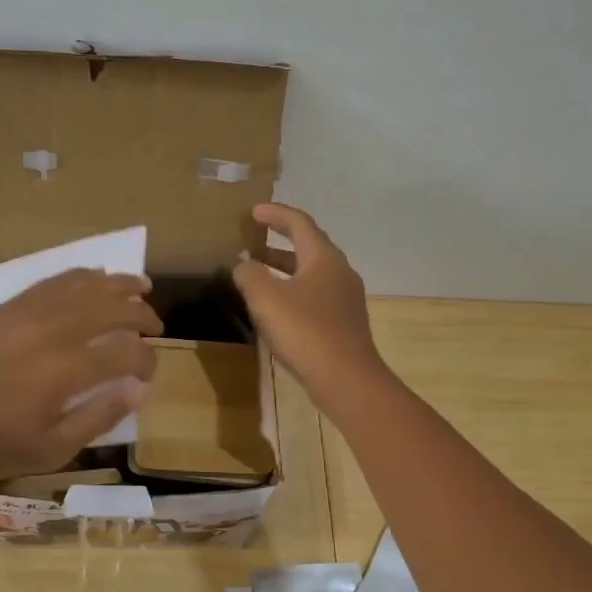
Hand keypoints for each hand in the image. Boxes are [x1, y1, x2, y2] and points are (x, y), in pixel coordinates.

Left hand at [0, 269, 161, 481]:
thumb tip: (140, 389)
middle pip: (111, 309)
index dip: (147, 359)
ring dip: (117, 284)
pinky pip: (52, 281)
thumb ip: (99, 416)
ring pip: (84, 285)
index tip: (150, 371)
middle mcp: (52, 331)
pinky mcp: (8, 306)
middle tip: (155, 325)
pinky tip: (94, 277)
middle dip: (141, 314)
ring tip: (140, 286)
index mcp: (65, 371)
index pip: (125, 352)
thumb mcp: (50, 449)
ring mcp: (28, 312)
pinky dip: (80, 276)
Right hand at [232, 203, 388, 406]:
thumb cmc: (305, 331)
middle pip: (308, 247)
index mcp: (324, 258)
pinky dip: (293, 290)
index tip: (253, 211)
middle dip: (279, 241)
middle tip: (253, 240)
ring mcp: (345, 299)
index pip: (300, 223)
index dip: (276, 214)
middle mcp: (339, 272)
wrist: (347, 380)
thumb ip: (250, 275)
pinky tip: (276, 307)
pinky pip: (315, 295)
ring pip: (311, 273)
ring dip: (285, 268)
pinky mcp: (344, 323)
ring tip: (258, 273)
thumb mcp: (266, 298)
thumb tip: (244, 265)